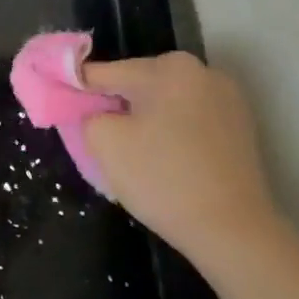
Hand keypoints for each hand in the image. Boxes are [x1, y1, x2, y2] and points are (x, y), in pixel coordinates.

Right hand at [82, 51, 284, 267]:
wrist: (232, 230)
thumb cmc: (162, 178)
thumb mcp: (103, 142)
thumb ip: (87, 113)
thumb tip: (95, 111)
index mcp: (168, 68)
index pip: (103, 72)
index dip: (75, 89)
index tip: (58, 105)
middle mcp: (202, 72)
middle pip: (137, 84)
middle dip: (114, 106)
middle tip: (97, 139)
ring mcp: (227, 99)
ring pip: (164, 103)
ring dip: (143, 120)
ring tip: (131, 154)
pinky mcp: (240, 127)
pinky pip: (188, 119)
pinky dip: (169, 133)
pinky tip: (162, 161)